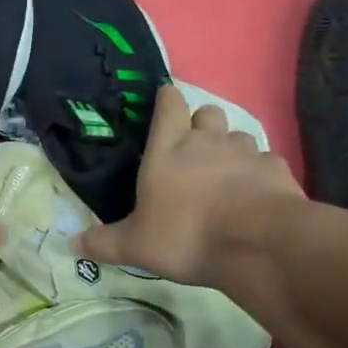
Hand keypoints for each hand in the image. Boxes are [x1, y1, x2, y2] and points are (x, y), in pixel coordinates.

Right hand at [75, 84, 306, 287]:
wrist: (256, 243)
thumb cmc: (185, 235)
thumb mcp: (135, 246)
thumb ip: (104, 242)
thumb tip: (71, 244)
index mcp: (168, 149)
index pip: (169, 104)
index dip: (166, 101)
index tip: (164, 106)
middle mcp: (208, 141)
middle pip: (208, 112)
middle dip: (202, 124)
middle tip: (195, 150)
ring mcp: (246, 152)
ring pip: (239, 136)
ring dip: (231, 150)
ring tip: (226, 177)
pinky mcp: (276, 170)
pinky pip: (266, 163)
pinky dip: (259, 174)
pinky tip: (255, 196)